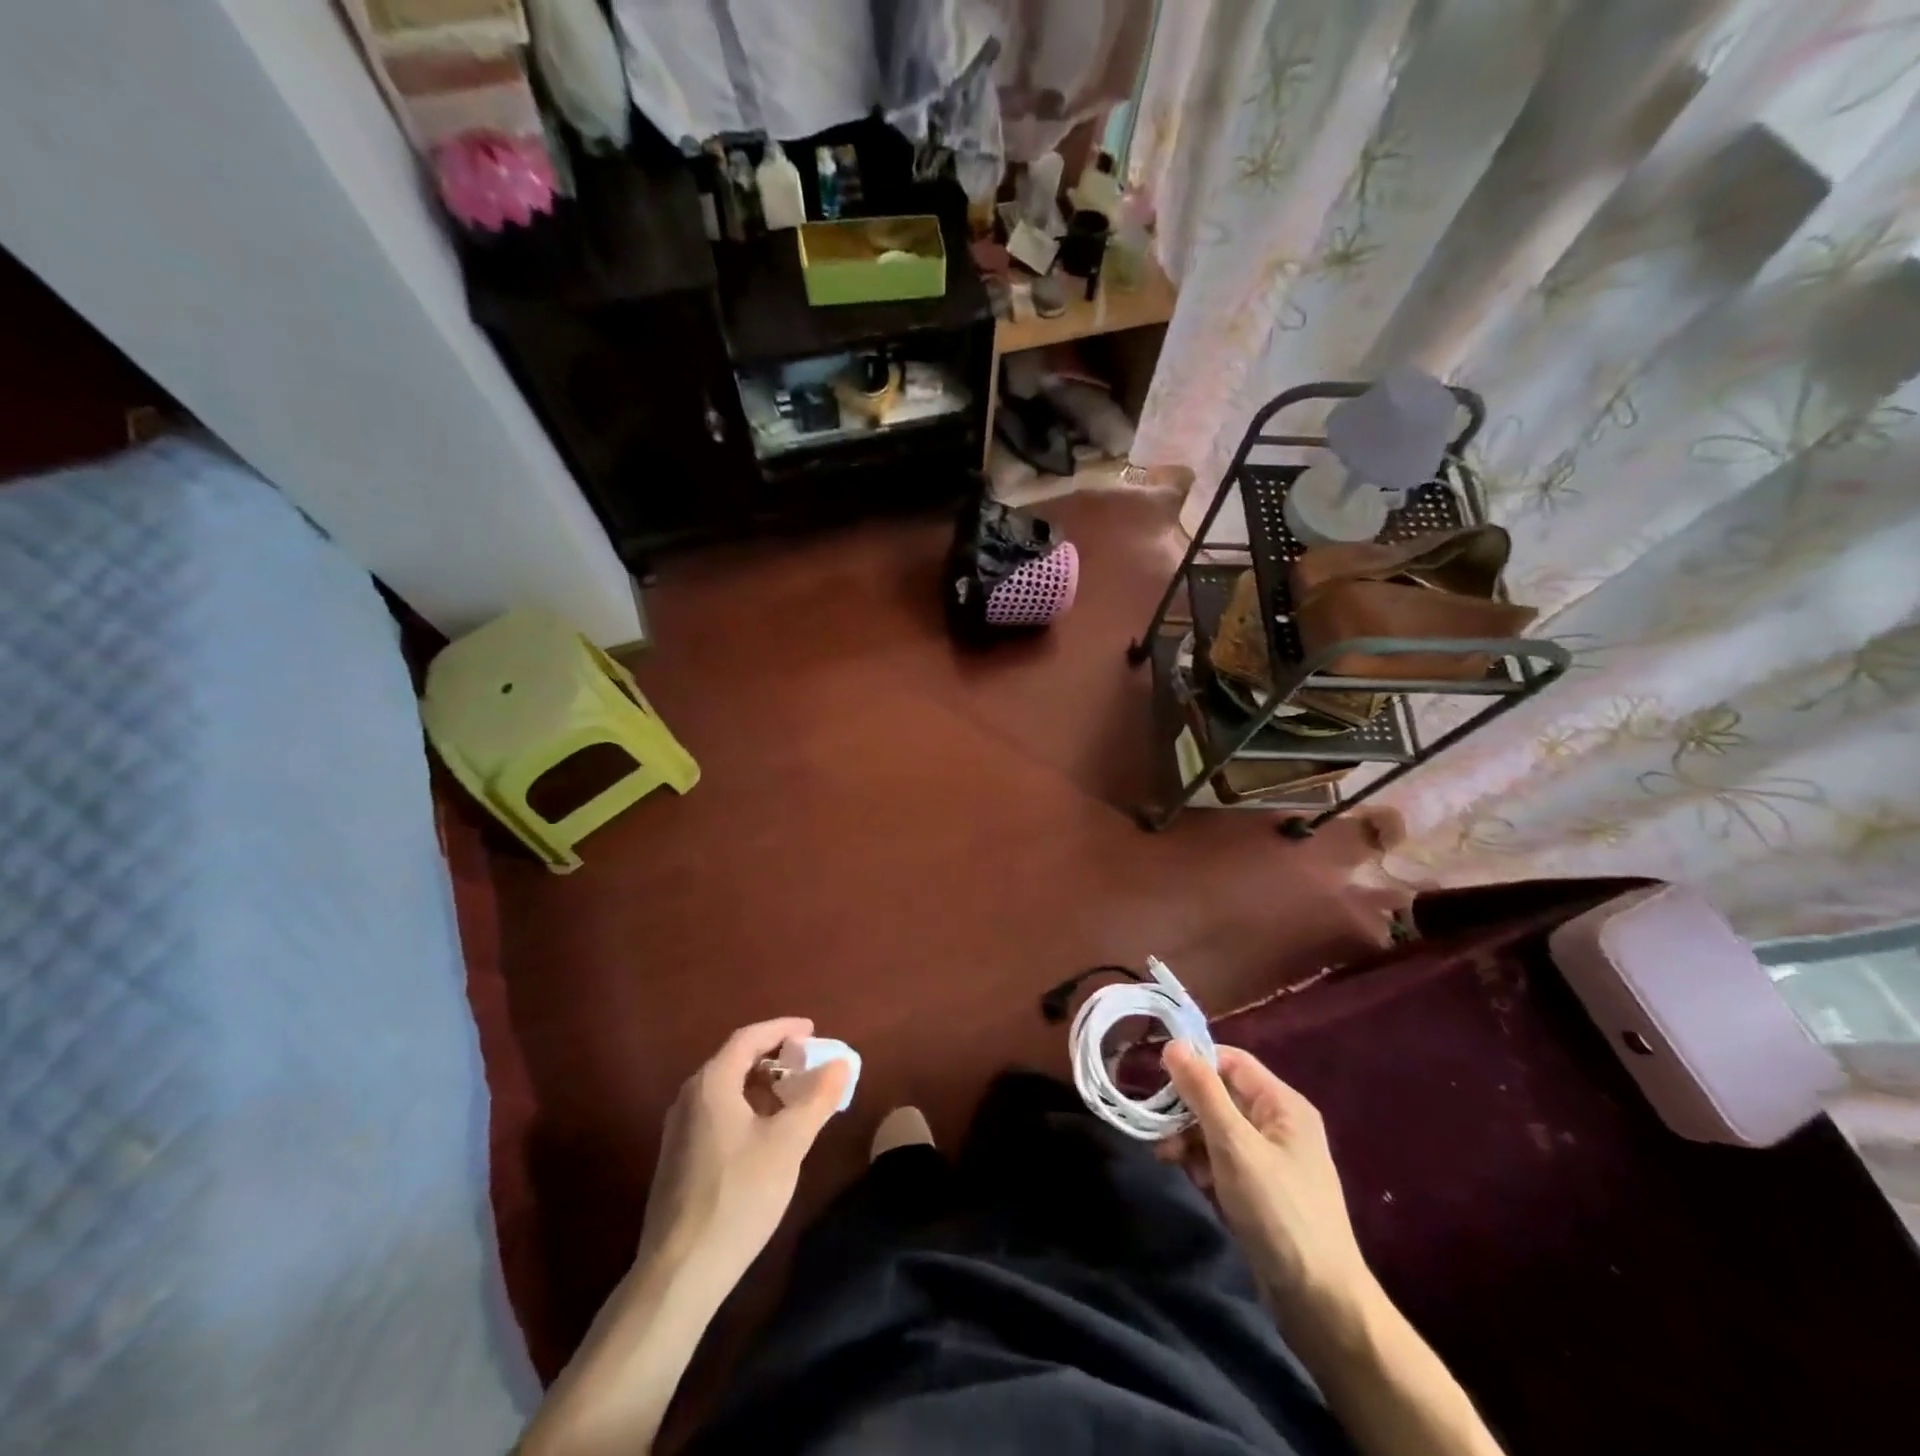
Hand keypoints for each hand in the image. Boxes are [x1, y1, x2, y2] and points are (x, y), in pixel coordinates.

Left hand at [639, 1018, 849, 1291]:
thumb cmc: (738, 1197)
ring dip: (763, 1086)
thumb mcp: (788, 1144)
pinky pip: (718, 1114)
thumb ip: (817, 1098)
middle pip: (736, 1061)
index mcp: (712, 1084)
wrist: (680, 1273)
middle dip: (775, 1058)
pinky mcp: (679, 1159)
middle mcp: (690, 1098)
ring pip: (727, 1090)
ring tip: (796, 1100)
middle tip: (809, 1066)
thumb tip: (840, 1063)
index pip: (748, 1038)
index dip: (782, 1029)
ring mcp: (680, 1130)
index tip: (812, 1031)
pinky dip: (748, 1109)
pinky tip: (768, 1136)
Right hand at [1159, 1041, 1372, 1320]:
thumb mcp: (1234, 1145)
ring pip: (1217, 1128)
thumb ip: (1203, 1092)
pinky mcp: (1260, 1190)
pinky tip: (1187, 1175)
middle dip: (1186, 1105)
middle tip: (1156, 1123)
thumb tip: (1173, 1043)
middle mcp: (1278, 1124)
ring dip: (1188, 1136)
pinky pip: (1222, 1159)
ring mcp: (1270, 1159)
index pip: (1231, 1061)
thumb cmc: (1278, 1211)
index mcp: (1282, 1104)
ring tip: (1166, 1154)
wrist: (1320, 1303)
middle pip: (1222, 1094)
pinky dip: (1201, 1162)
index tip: (1157, 1075)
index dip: (1195, 1061)